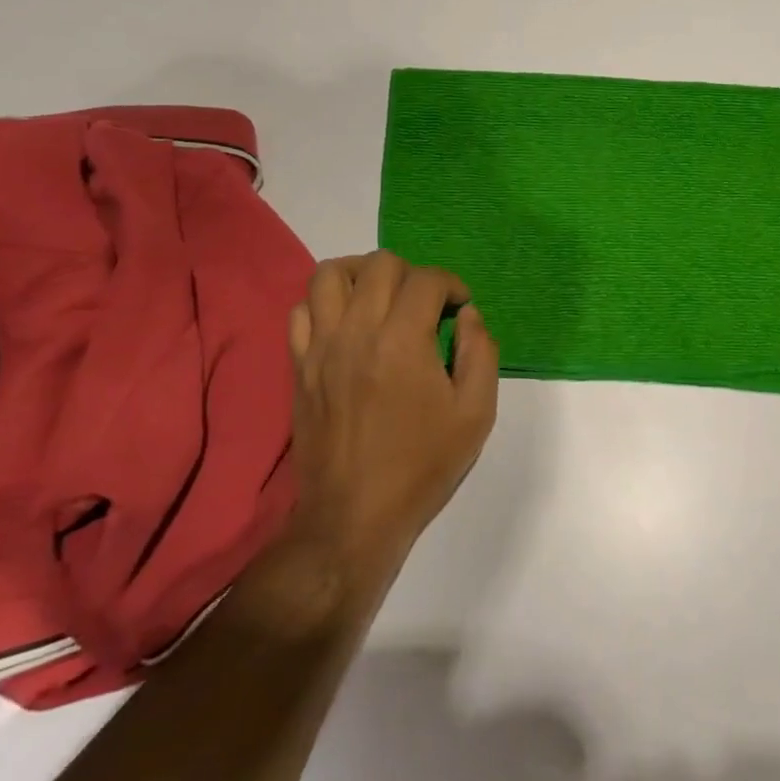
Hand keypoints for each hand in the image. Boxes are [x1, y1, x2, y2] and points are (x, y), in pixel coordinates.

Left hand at [263, 252, 499, 609]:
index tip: (460, 307)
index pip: (427, 279)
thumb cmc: (421, 465)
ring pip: (330, 274)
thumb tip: (468, 315)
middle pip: (380, 264)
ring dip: (362, 274)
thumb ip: (481, 352)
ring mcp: (320, 347)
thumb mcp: (475, 413)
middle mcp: (357, 331)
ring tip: (382, 297)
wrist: (353, 517)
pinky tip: (346, 324)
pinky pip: (301, 310)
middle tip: (425, 305)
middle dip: (412, 273)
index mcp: (403, 341)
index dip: (452, 284)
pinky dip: (325, 303)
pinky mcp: (298, 366)